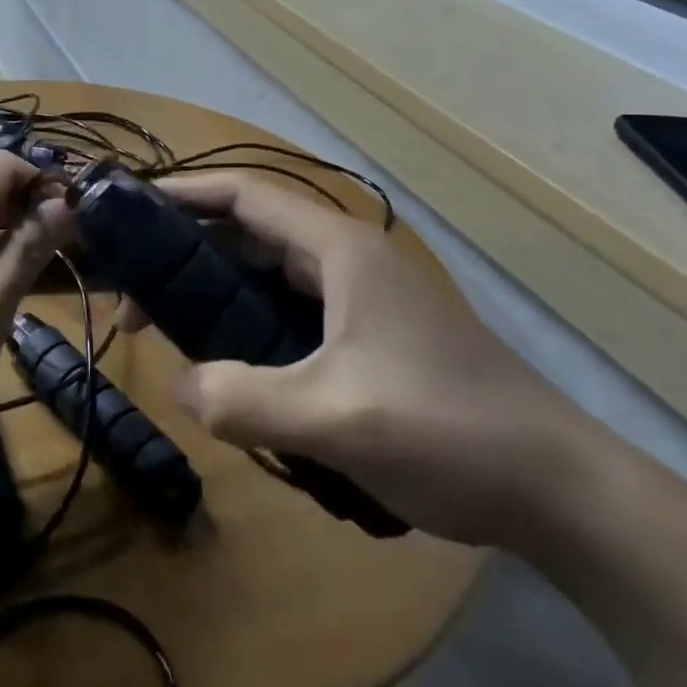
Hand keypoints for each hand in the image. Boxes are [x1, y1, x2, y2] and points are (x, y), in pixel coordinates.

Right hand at [149, 173, 592, 547]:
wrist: (560, 491)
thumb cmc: (448, 431)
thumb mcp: (334, 418)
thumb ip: (241, 399)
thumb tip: (177, 385)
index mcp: (338, 249)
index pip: (243, 195)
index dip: (181, 194)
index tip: (126, 213)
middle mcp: (345, 259)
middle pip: (247, 233)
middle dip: (185, 254)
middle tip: (131, 293)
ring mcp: (360, 297)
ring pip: (266, 275)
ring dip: (213, 293)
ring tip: (163, 326)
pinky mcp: (368, 335)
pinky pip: (287, 313)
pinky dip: (245, 324)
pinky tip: (225, 363)